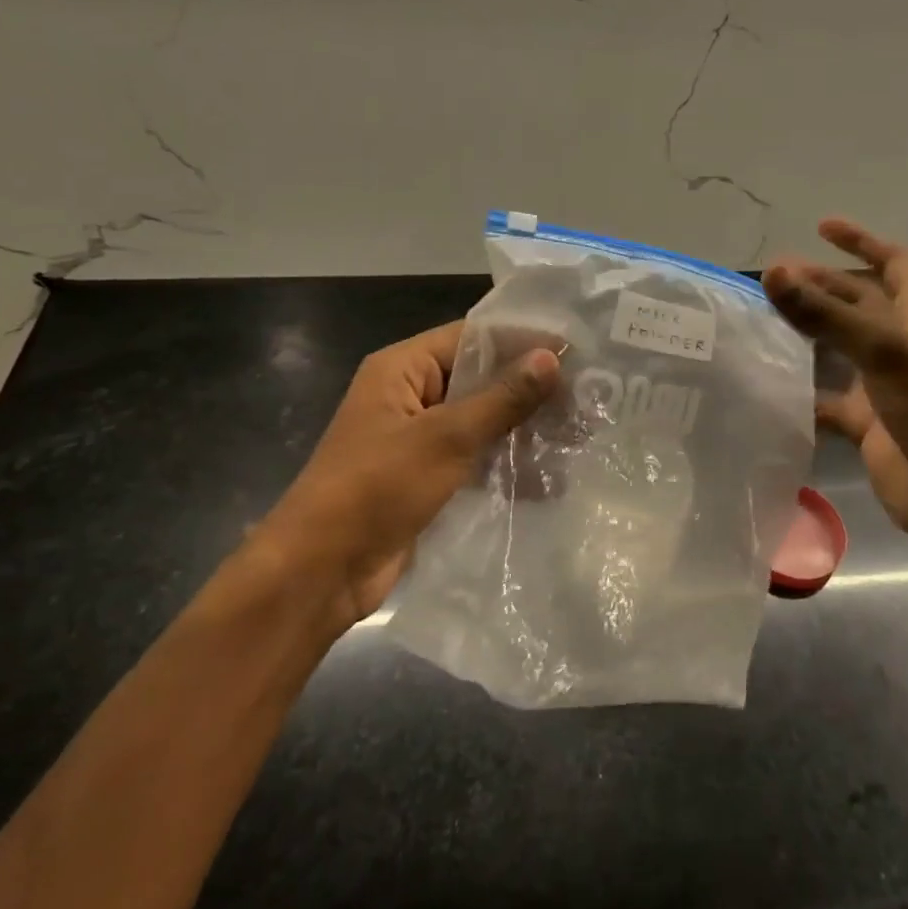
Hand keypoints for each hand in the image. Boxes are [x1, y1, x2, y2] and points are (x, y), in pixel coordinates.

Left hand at [247, 320, 557, 632]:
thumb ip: (502, 397)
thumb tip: (552, 357)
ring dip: (522, 428)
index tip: (574, 348)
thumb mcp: (446, 437)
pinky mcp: (425, 477)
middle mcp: (410, 395)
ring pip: (480, 420)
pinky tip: (550, 476)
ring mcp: (417, 439)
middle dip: (528, 388)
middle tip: (587, 395)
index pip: (471, 337)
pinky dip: (505, 463)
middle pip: (478, 378)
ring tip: (578, 434)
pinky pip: (473, 458)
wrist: (321, 571)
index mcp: (402, 369)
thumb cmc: (377, 487)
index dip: (521, 339)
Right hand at [762, 219, 907, 563]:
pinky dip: (803, 391)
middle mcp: (904, 344)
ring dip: (808, 332)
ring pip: (840, 347)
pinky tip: (770, 386)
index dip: (861, 241)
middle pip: (858, 301)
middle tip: (772, 279)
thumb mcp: (884, 352)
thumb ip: (826, 313)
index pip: (894, 262)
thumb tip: (772, 272)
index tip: (820, 228)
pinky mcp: (868, 423)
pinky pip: (828, 398)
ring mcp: (886, 385)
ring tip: (763, 321)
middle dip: (820, 285)